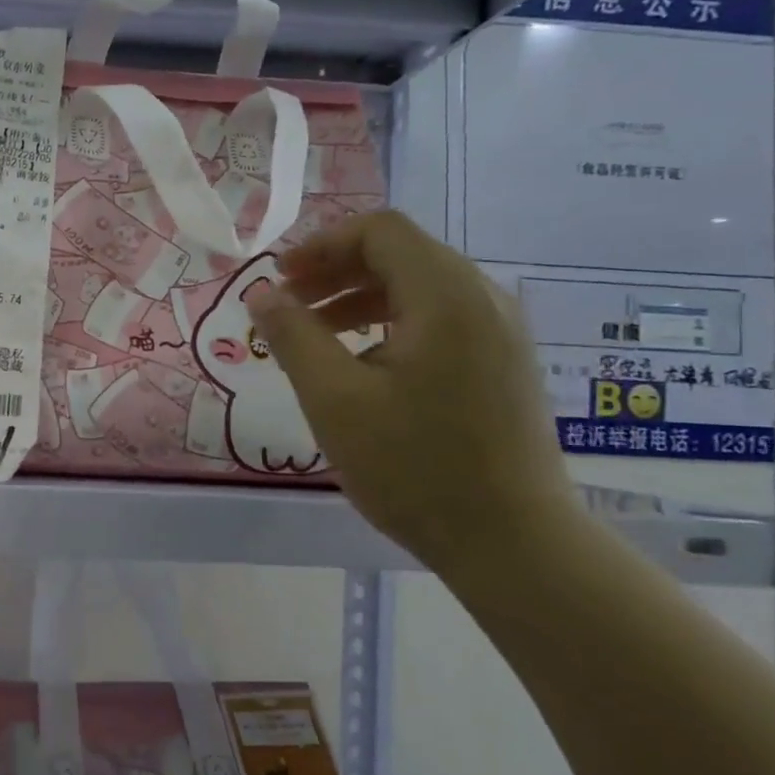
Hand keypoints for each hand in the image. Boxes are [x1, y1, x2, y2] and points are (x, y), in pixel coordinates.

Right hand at [249, 211, 573, 568]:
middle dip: (335, 271)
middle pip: (401, 254)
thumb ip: (293, 336)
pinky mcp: (503, 364)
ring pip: (419, 287)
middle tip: (287, 306)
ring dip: (358, 299)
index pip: (380, 231)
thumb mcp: (334, 399)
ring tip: (314, 336)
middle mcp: (482, 300)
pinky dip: (390, 324)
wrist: (513, 542)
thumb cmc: (414, 467)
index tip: (279, 280)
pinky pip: (439, 319)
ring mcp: (500, 333)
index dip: (321, 244)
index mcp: (446, 297)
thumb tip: (261, 294)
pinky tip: (362, 366)